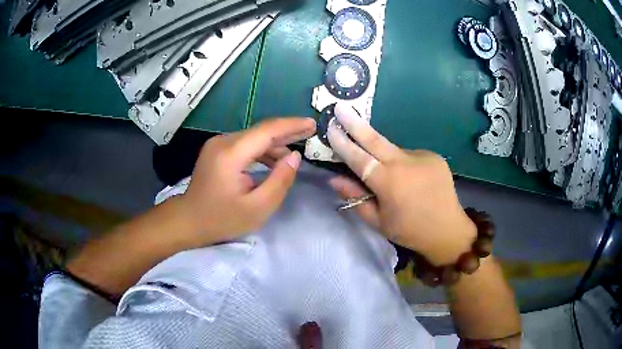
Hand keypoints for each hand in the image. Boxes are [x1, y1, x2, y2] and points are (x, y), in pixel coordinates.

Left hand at [180, 117, 316, 246]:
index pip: (267, 131)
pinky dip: (262, 150)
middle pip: (261, 131)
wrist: (189, 220)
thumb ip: (280, 181)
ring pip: (253, 137)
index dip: (292, 125)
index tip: (312, 124)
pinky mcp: (217, 150)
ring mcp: (218, 144)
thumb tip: (295, 157)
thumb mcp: (257, 208)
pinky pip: (245, 144)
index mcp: (231, 154)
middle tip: (310, 131)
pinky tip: (275, 160)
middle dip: (287, 131)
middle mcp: (223, 142)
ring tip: (296, 151)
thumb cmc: (222, 219)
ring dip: (275, 143)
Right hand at [327, 104, 475, 265]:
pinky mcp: (434, 156)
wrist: (448, 230)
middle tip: (341, 107)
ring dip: (383, 155)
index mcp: (388, 183)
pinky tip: (411, 180)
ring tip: (394, 181)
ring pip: (393, 150)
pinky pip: (410, 155)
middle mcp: (404, 164)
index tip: (330, 127)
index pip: (358, 158)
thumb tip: (334, 179)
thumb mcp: (379, 221)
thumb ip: (356, 198)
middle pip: (374, 139)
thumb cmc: (410, 231)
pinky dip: (403, 164)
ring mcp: (421, 157)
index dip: (342, 143)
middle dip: (355, 123)